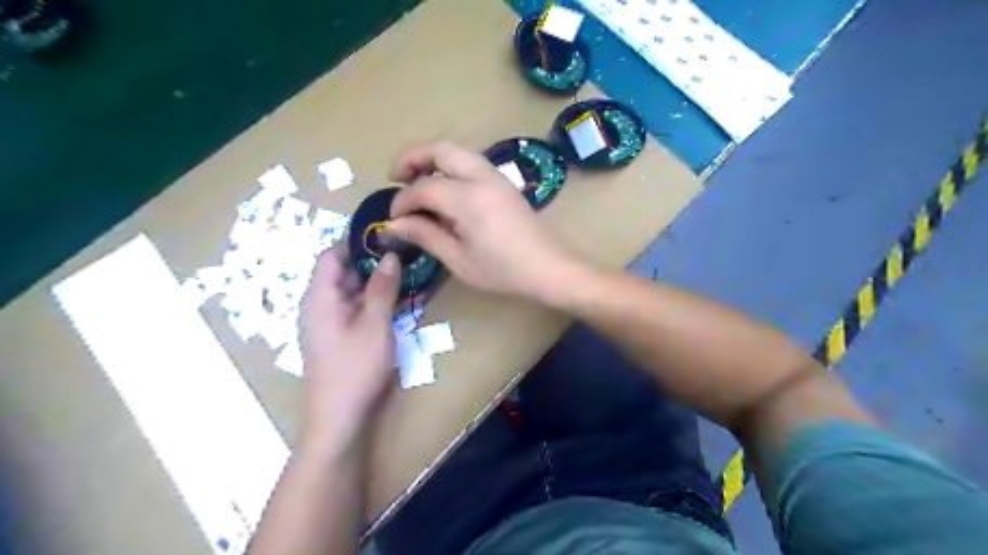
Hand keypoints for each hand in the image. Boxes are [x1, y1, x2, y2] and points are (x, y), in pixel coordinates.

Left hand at [298, 248, 401, 455]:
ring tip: (410, 277)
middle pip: (344, 273)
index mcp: (320, 297)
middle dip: (374, 263)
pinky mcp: (339, 338)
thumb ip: (382, 288)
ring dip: (379, 285)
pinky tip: (401, 304)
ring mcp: (329, 323)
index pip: (332, 254)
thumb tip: (390, 256)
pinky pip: (357, 310)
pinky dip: (376, 303)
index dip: (356, 242)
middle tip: (407, 256)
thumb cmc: (355, 368)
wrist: (338, 419)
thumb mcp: (375, 324)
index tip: (387, 236)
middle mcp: (320, 305)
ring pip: (353, 292)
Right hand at [388, 140, 584, 300]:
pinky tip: (445, 190)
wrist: (547, 267)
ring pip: (457, 151)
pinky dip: (450, 166)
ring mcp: (495, 176)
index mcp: (467, 198)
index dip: (402, 201)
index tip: (393, 219)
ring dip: (432, 159)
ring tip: (417, 182)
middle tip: (395, 178)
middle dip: (412, 158)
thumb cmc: (502, 270)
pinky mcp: (504, 182)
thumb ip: (425, 235)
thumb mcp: (458, 259)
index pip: (422, 188)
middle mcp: (480, 177)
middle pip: (439, 149)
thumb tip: (393, 224)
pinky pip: (471, 162)